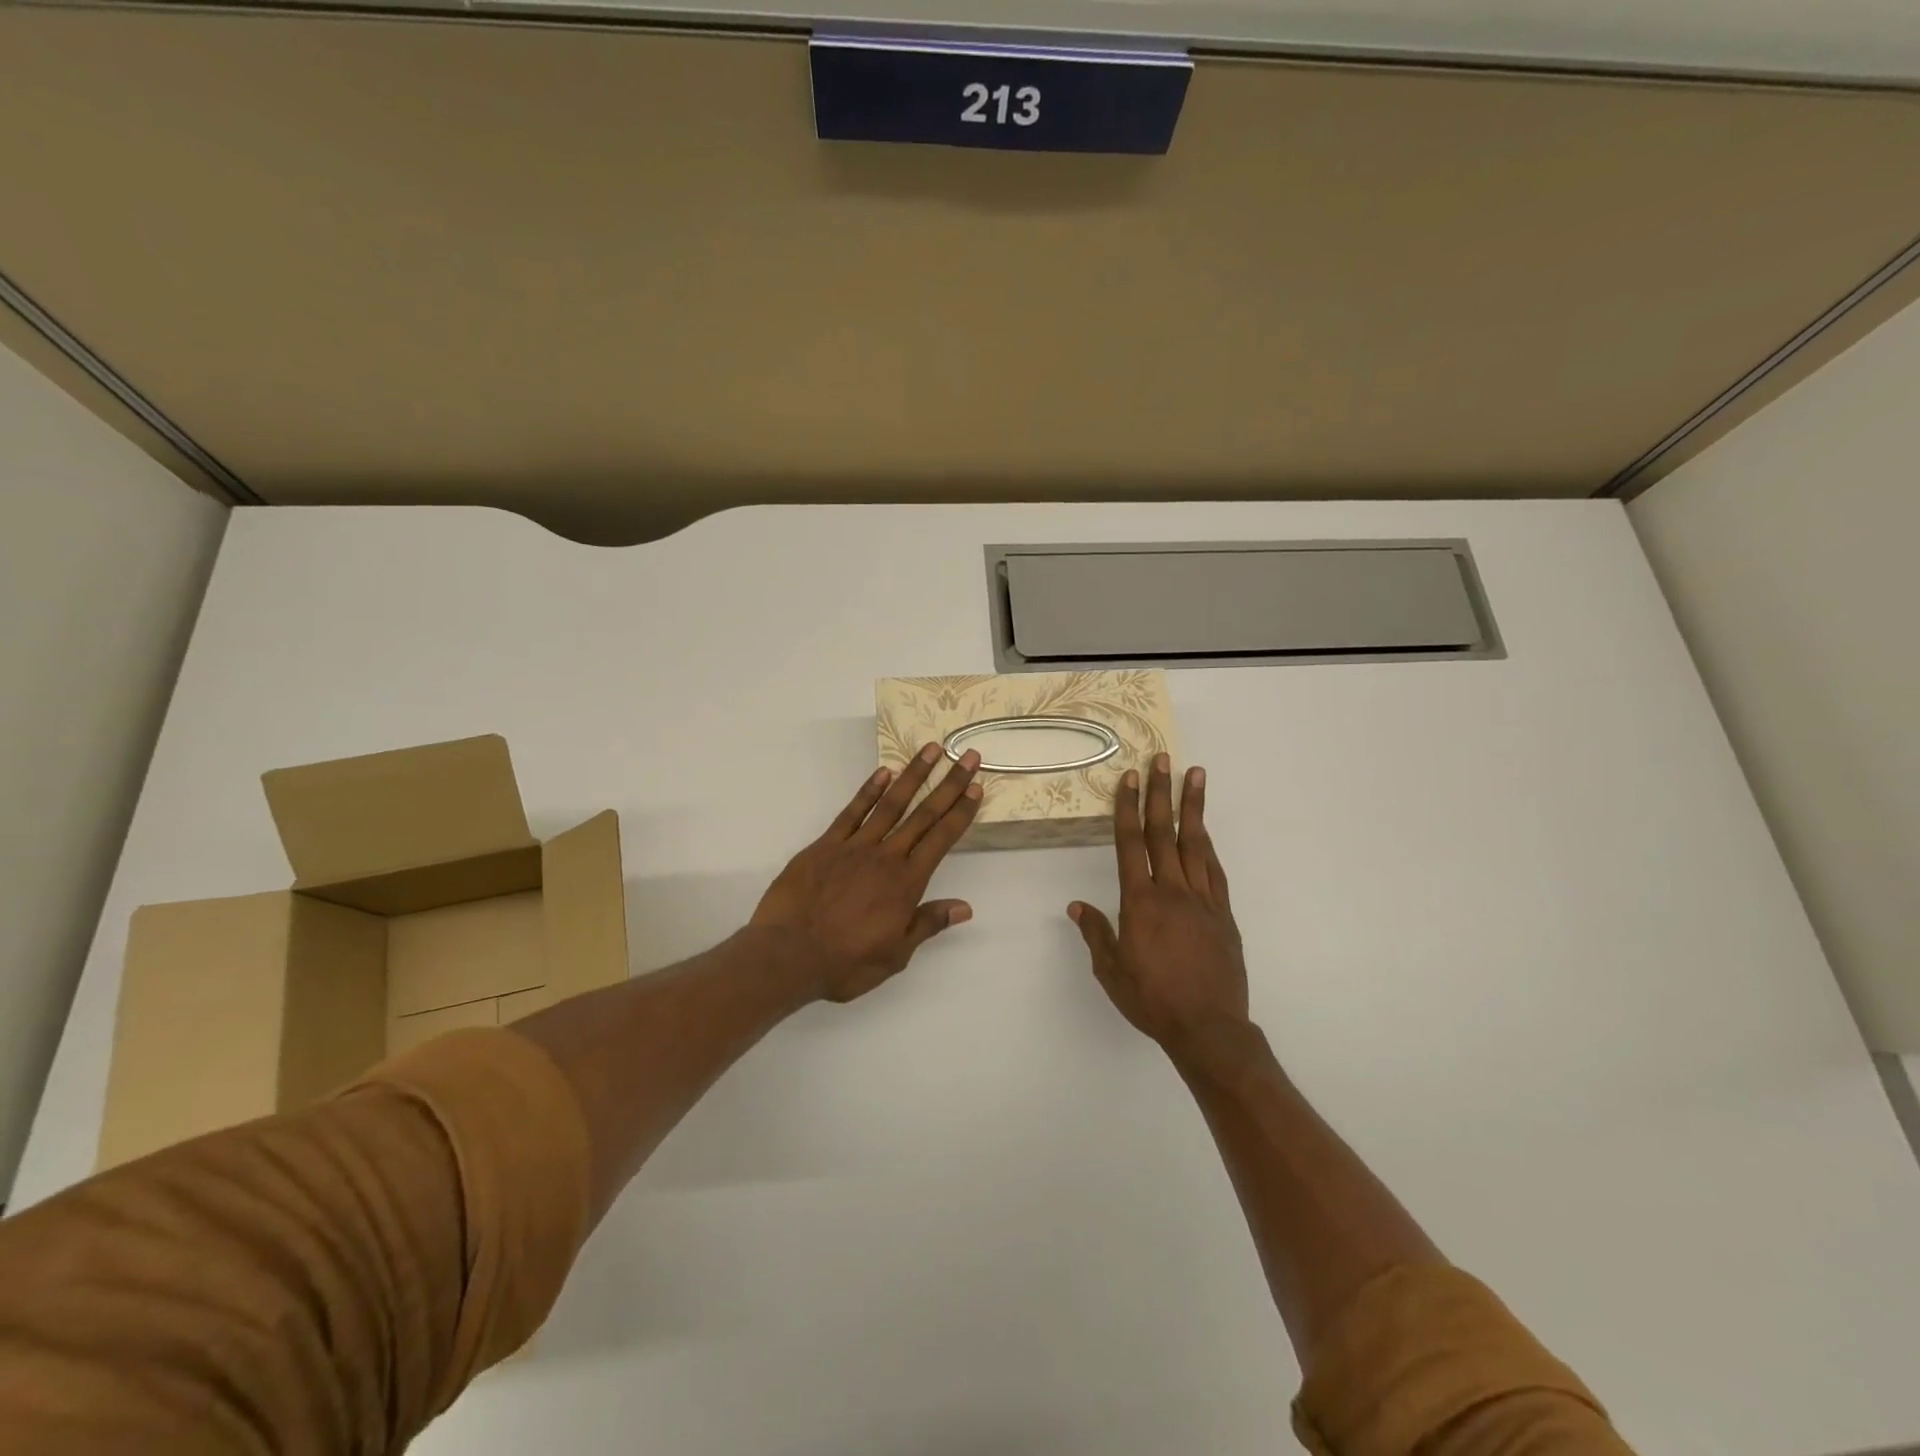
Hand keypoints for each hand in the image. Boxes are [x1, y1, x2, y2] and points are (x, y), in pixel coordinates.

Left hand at [751, 744, 983, 1002]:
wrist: (787, 954)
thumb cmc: (845, 962)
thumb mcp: (895, 955)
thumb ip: (928, 924)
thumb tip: (964, 907)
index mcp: (907, 883)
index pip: (942, 838)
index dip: (961, 811)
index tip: (976, 786)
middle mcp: (886, 856)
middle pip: (924, 814)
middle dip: (949, 784)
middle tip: (967, 755)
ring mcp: (854, 846)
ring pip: (891, 804)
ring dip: (913, 776)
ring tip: (931, 750)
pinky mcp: (825, 845)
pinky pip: (851, 811)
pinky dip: (868, 791)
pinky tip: (883, 773)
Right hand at [1068, 754, 1248, 1048]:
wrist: (1209, 1027)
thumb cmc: (1152, 1000)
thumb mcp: (1111, 972)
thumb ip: (1096, 934)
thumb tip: (1077, 906)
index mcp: (1141, 902)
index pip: (1131, 844)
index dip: (1128, 808)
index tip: (1129, 778)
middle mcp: (1172, 891)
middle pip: (1165, 832)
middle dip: (1161, 793)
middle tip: (1162, 759)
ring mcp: (1202, 900)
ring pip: (1196, 844)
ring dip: (1193, 807)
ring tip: (1195, 775)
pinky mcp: (1223, 914)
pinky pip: (1214, 871)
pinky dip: (1208, 846)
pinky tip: (1205, 832)